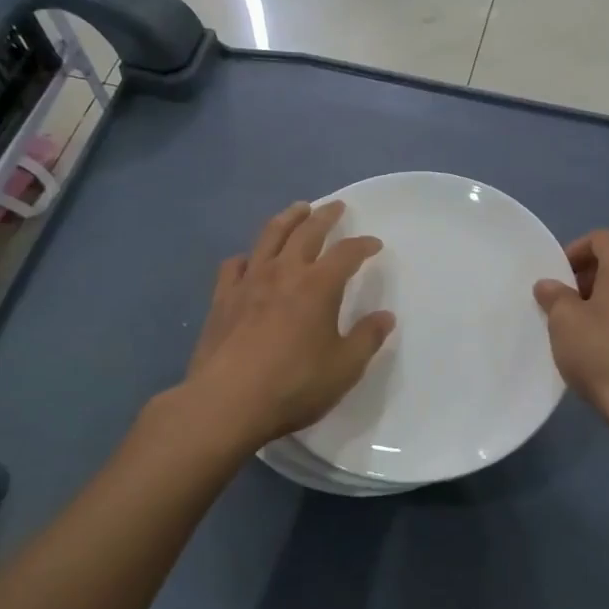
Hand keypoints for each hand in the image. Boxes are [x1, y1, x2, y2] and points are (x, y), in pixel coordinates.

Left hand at [181, 200, 395, 448]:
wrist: (226, 402)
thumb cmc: (294, 385)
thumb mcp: (344, 368)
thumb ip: (367, 339)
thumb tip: (385, 317)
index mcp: (319, 285)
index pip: (346, 253)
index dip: (363, 245)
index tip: (374, 244)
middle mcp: (284, 272)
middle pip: (306, 231)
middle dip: (324, 216)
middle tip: (335, 206)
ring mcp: (249, 282)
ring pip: (269, 236)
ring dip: (287, 218)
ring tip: (298, 209)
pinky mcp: (222, 298)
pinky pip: (235, 265)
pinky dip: (248, 256)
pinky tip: (251, 260)